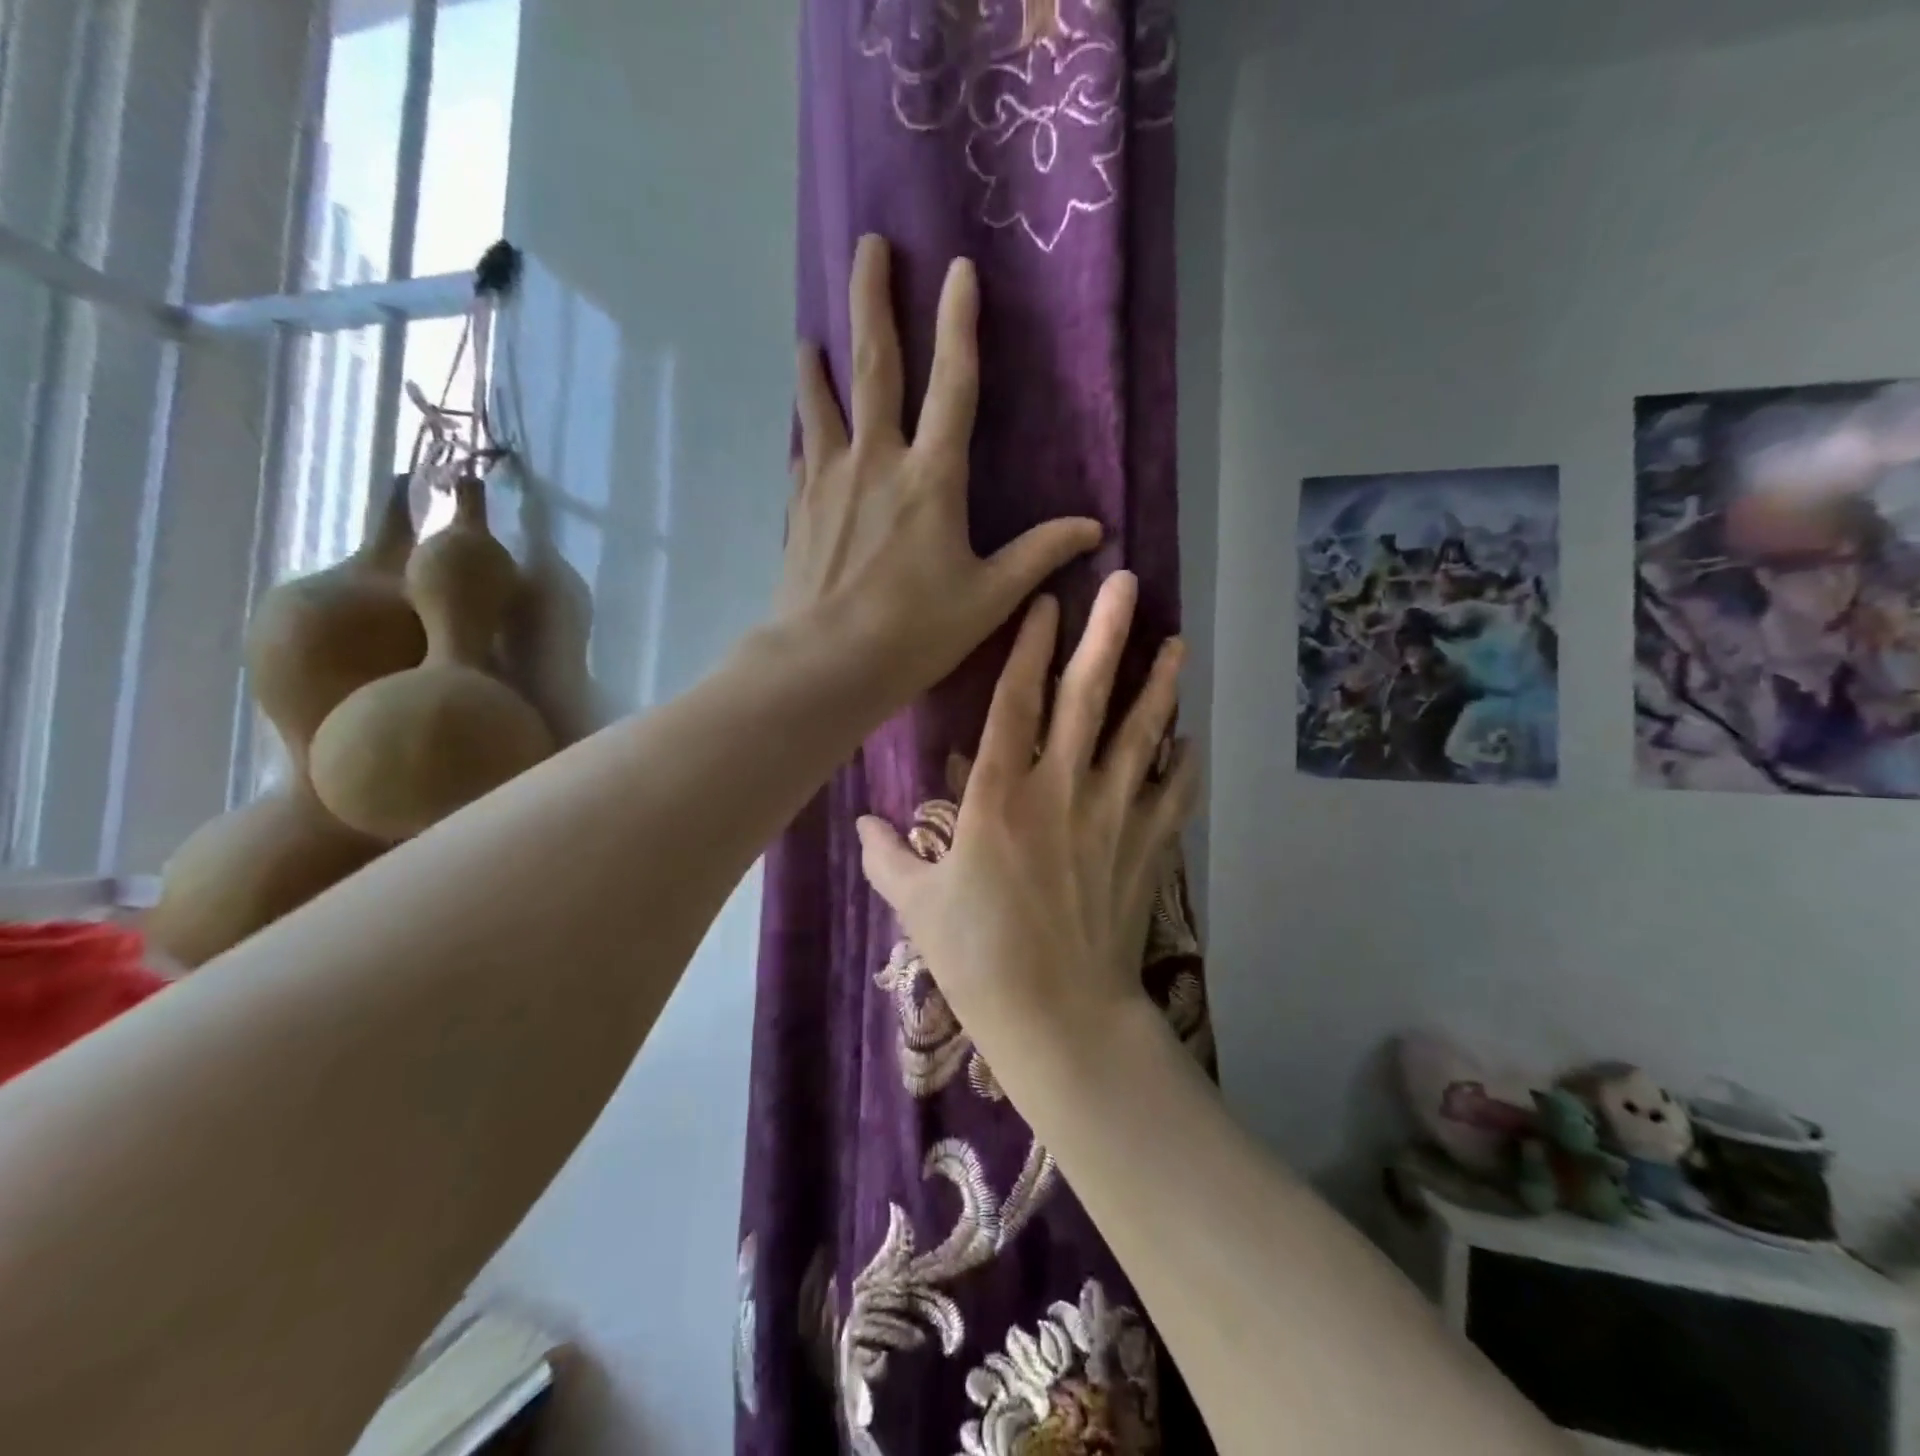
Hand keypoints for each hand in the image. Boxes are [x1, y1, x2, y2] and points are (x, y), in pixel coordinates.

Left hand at [777, 234, 1102, 711]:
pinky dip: (806, 434)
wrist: (826, 663)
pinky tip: (803, 432)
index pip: (952, 385)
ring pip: (823, 403)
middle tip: (866, 245)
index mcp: (931, 478)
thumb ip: (1039, 555)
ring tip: (810, 337)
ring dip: (819, 364)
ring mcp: (829, 480)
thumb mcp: (989, 597)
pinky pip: (804, 456)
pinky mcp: (799, 508)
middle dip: (872, 301)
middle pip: (874, 367)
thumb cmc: (915, 631)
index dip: (958, 324)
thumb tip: (1093, 529)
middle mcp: (876, 462)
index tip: (957, 268)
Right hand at [855, 571, 1198, 1053]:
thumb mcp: (916, 906)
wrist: (1057, 1014)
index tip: (1047, 602)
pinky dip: (1184, 765)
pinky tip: (1190, 739)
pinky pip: (1173, 795)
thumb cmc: (977, 957)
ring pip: (1141, 735)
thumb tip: (860, 824)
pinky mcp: (1146, 849)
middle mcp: (1060, 791)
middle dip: (1106, 634)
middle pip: (1087, 698)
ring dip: (1159, 686)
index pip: (1016, 703)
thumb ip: (886, 857)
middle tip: (1126, 583)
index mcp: (999, 797)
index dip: (1029, 647)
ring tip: (1175, 643)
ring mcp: (1112, 817)